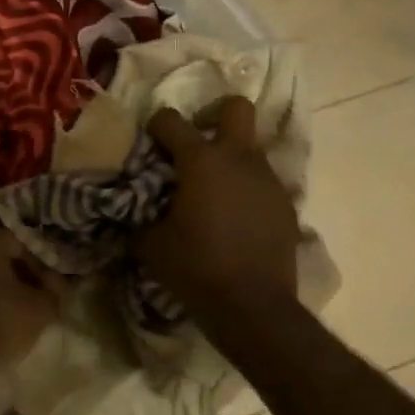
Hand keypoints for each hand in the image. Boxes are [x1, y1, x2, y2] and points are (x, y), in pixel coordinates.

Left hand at [0, 222, 64, 373]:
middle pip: (3, 258)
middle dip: (23, 278)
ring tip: (21, 316)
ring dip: (4, 292)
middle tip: (40, 302)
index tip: (54, 291)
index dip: (44, 267)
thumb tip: (56, 287)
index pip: (26, 244)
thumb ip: (55, 292)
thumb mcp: (40, 309)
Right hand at [137, 96, 300, 317]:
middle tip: (196, 142)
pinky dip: (246, 189)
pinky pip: (262, 182)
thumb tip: (128, 216)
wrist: (253, 306)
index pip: (172, 120)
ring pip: (250, 149)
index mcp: (202, 161)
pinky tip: (234, 219)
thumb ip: (138, 221)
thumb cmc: (196, 268)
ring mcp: (268, 180)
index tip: (149, 144)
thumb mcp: (151, 245)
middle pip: (236, 108)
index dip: (155, 126)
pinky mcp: (286, 204)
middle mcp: (239, 159)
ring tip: (212, 193)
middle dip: (213, 114)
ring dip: (229, 160)